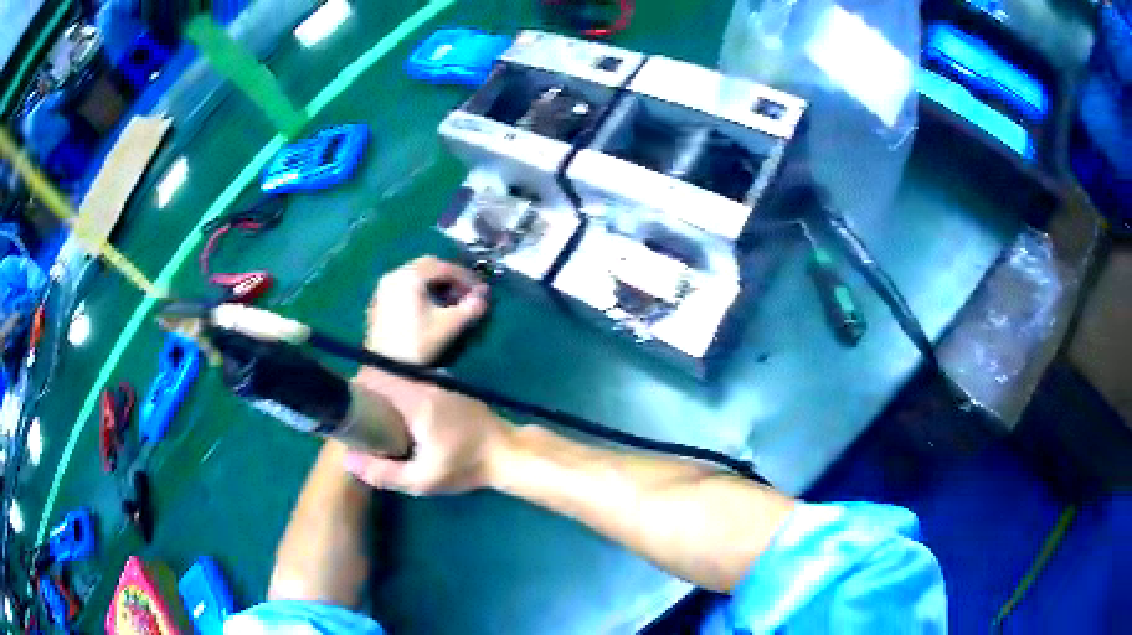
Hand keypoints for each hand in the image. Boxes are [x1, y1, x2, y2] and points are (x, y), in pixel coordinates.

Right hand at [344, 371, 513, 494]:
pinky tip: (401, 417)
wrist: (508, 453)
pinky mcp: (451, 388)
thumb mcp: (422, 480)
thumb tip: (347, 460)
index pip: (376, 378)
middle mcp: (426, 382)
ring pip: (403, 380)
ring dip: (387, 393)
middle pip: (387, 377)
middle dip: (370, 393)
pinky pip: (418, 384)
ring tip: (374, 416)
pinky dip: (404, 395)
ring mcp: (442, 382)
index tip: (344, 404)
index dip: (356, 388)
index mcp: (416, 398)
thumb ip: (383, 472)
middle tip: (356, 415)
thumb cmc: (465, 466)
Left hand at [365, 256, 488, 364]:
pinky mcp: (379, 303)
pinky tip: (427, 308)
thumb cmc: (419, 343)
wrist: (386, 368)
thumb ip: (470, 307)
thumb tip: (483, 296)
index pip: (444, 267)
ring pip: (413, 276)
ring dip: (433, 284)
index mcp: (411, 276)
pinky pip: (403, 288)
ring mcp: (384, 288)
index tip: (479, 290)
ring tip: (447, 302)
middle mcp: (395, 275)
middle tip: (464, 293)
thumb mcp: (449, 325)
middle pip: (427, 266)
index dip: (465, 277)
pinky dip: (418, 291)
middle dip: (448, 277)